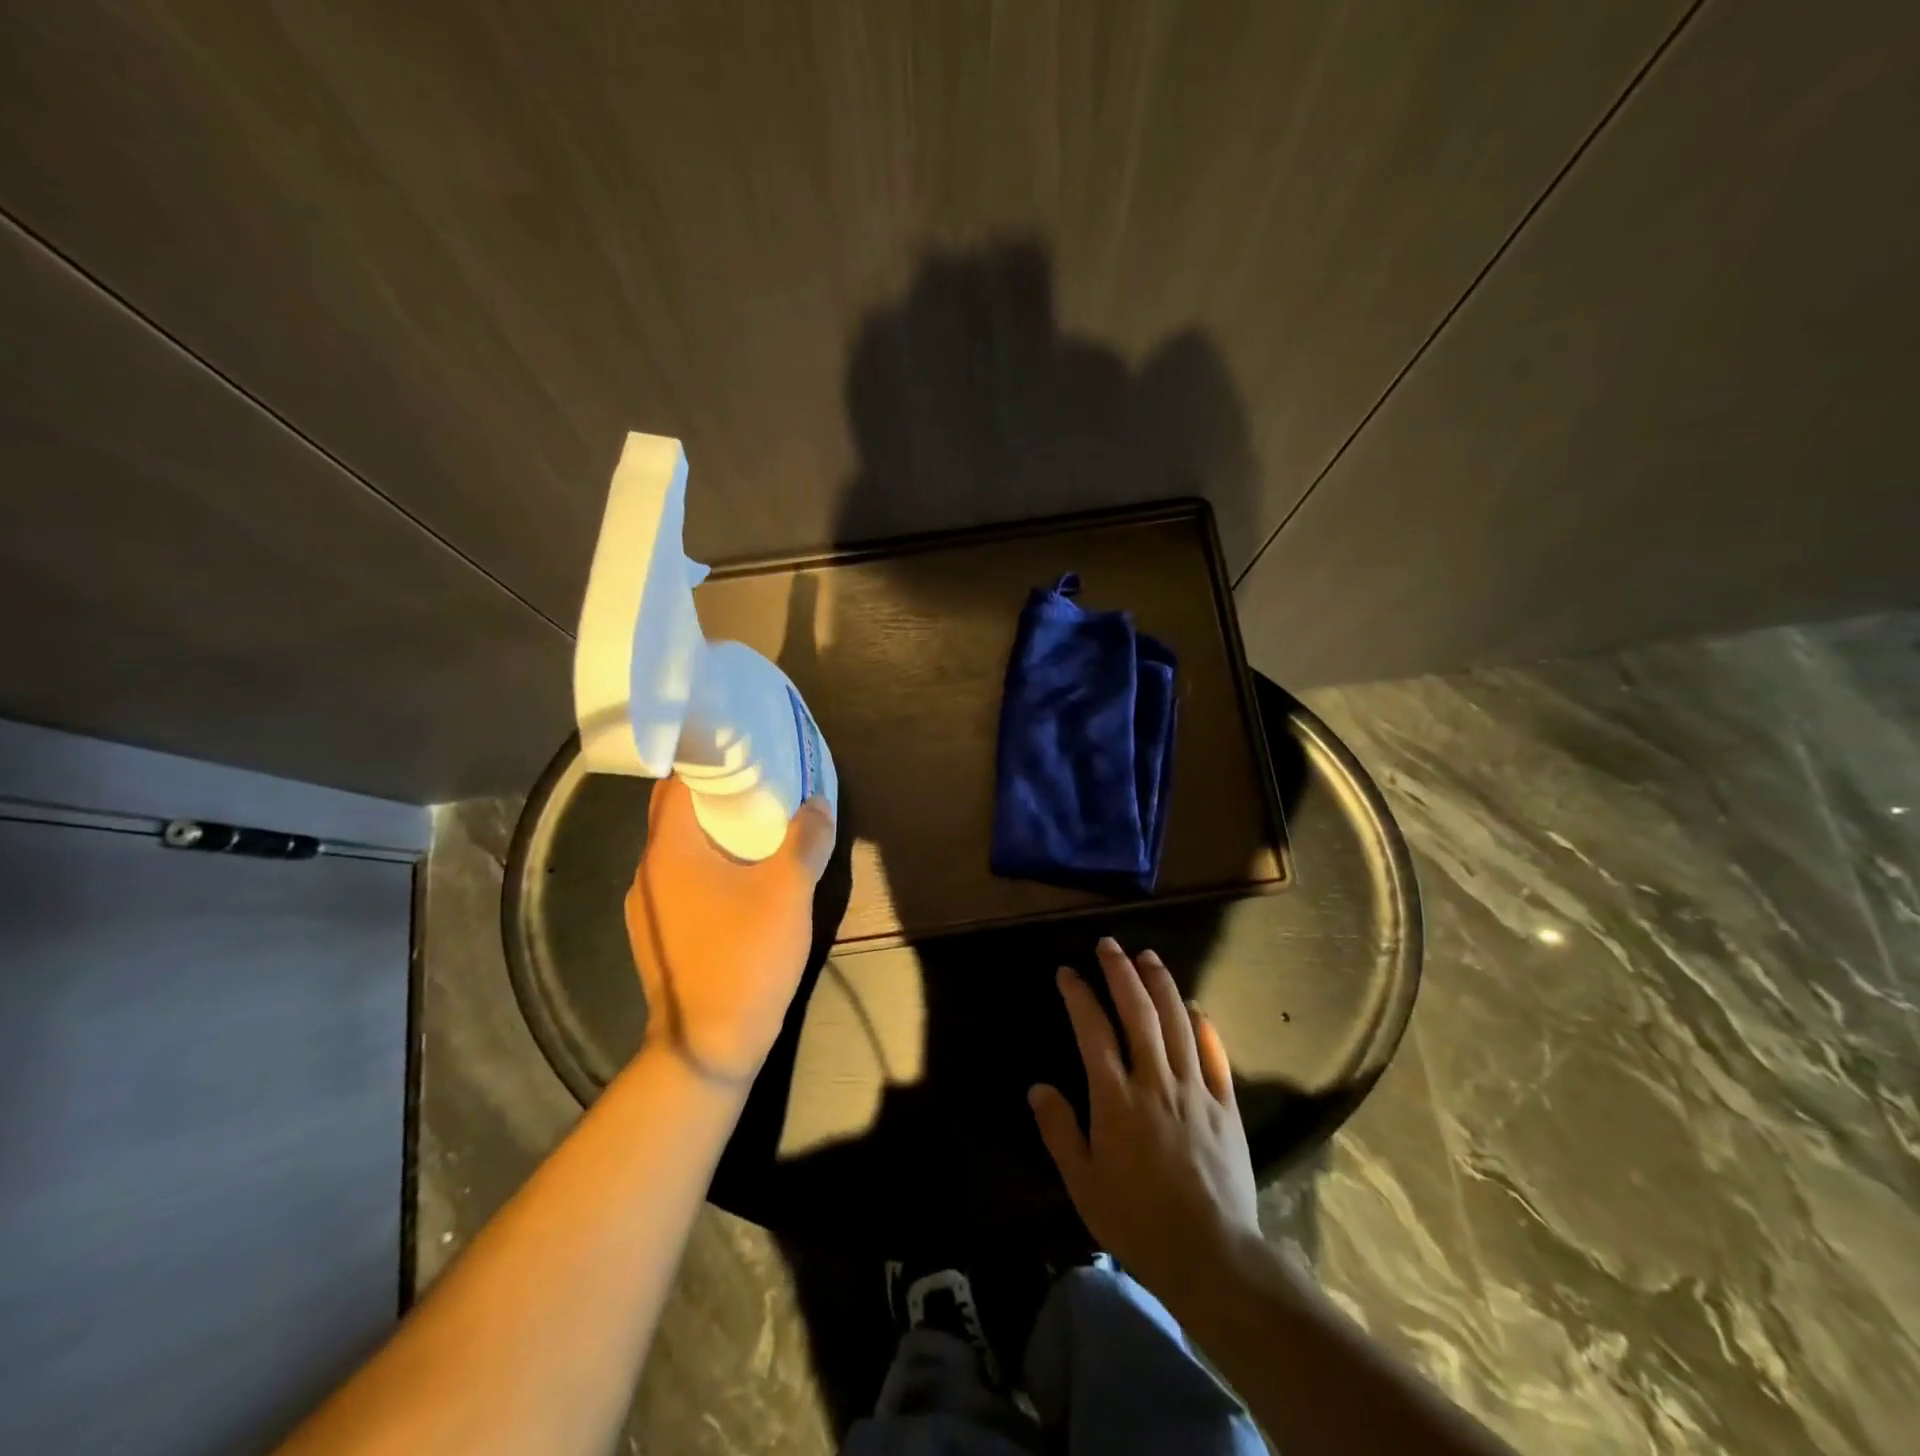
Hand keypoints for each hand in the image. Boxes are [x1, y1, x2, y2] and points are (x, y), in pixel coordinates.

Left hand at [624, 777, 835, 1084]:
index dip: (707, 760)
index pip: (676, 783)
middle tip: (761, 784)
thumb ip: (805, 840)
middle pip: (676, 815)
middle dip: (716, 795)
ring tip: (757, 826)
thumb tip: (817, 804)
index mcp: (669, 851)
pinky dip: (708, 866)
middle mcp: (647, 872)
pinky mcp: (659, 935)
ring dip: (714, 833)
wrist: (708, 1045)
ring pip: (680, 851)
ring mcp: (648, 907)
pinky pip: (682, 882)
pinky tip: (743, 878)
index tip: (743, 749)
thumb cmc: (745, 957)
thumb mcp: (788, 892)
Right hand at [1029, 937, 1259, 1298]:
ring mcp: (1196, 1090)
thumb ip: (1059, 1130)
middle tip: (1109, 944)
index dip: (1078, 995)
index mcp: (1116, 1099)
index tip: (1067, 972)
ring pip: (1178, 1022)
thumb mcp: (1083, 1184)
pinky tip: (1194, 1006)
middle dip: (1121, 972)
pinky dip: (1204, 1025)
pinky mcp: (1226, 1106)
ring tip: (1148, 956)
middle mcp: (1155, 1081)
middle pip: (1138, 1012)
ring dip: (1161, 984)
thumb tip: (1038, 1087)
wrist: (1212, 1256)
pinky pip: (1216, 1055)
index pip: (1093, 1030)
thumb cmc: (1137, 1221)